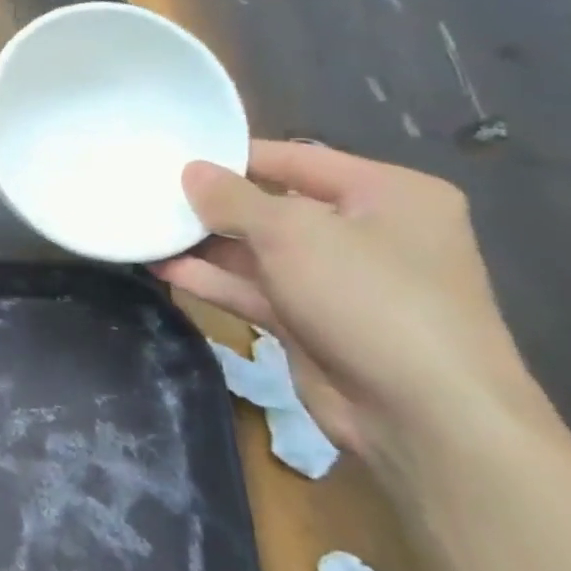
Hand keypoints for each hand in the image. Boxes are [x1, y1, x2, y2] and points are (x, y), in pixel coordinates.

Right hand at [153, 141, 566, 473]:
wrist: (423, 415)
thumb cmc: (368, 296)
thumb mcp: (293, 233)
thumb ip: (233, 199)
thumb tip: (190, 171)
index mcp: (386, 194)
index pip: (297, 159)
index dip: (235, 156)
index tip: (175, 155)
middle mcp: (367, 232)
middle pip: (274, 207)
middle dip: (214, 205)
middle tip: (152, 195)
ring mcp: (340, 282)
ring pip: (259, 252)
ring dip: (206, 246)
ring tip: (147, 231)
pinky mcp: (314, 323)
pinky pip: (256, 291)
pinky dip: (214, 281)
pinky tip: (164, 271)